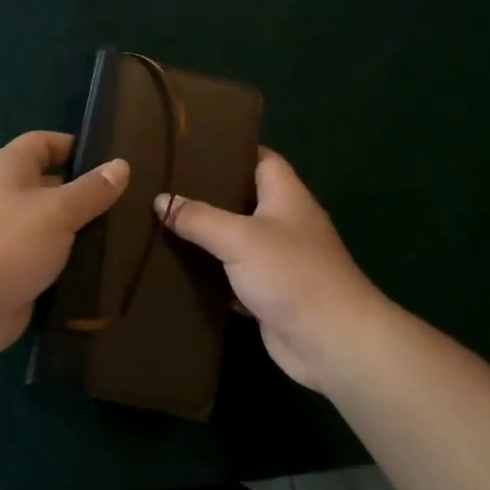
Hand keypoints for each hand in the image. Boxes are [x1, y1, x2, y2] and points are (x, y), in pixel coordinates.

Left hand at [0, 131, 129, 358]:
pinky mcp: (10, 269)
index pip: (43, 143)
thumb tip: (121, 165)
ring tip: (123, 234)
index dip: (74, 146)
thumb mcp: (59, 210)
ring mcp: (5, 235)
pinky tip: (101, 267)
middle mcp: (3, 196)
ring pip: (50, 224)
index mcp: (7, 168)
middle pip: (49, 184)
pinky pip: (45, 256)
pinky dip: (68, 260)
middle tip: (128, 202)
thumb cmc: (9, 242)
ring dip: (79, 230)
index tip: (111, 162)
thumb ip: (92, 189)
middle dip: (84, 192)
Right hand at [157, 150, 396, 391]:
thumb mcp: (240, 238)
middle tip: (161, 185)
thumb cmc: (292, 274)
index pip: (259, 157)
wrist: (331, 342)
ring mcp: (276, 259)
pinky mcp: (267, 293)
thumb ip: (199, 217)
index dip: (229, 149)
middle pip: (240, 198)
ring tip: (157, 221)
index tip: (190, 146)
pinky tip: (173, 268)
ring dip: (203, 236)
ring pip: (232, 239)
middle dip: (205, 193)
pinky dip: (208, 274)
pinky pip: (231, 276)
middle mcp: (283, 222)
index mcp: (285, 195)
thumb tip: (160, 200)